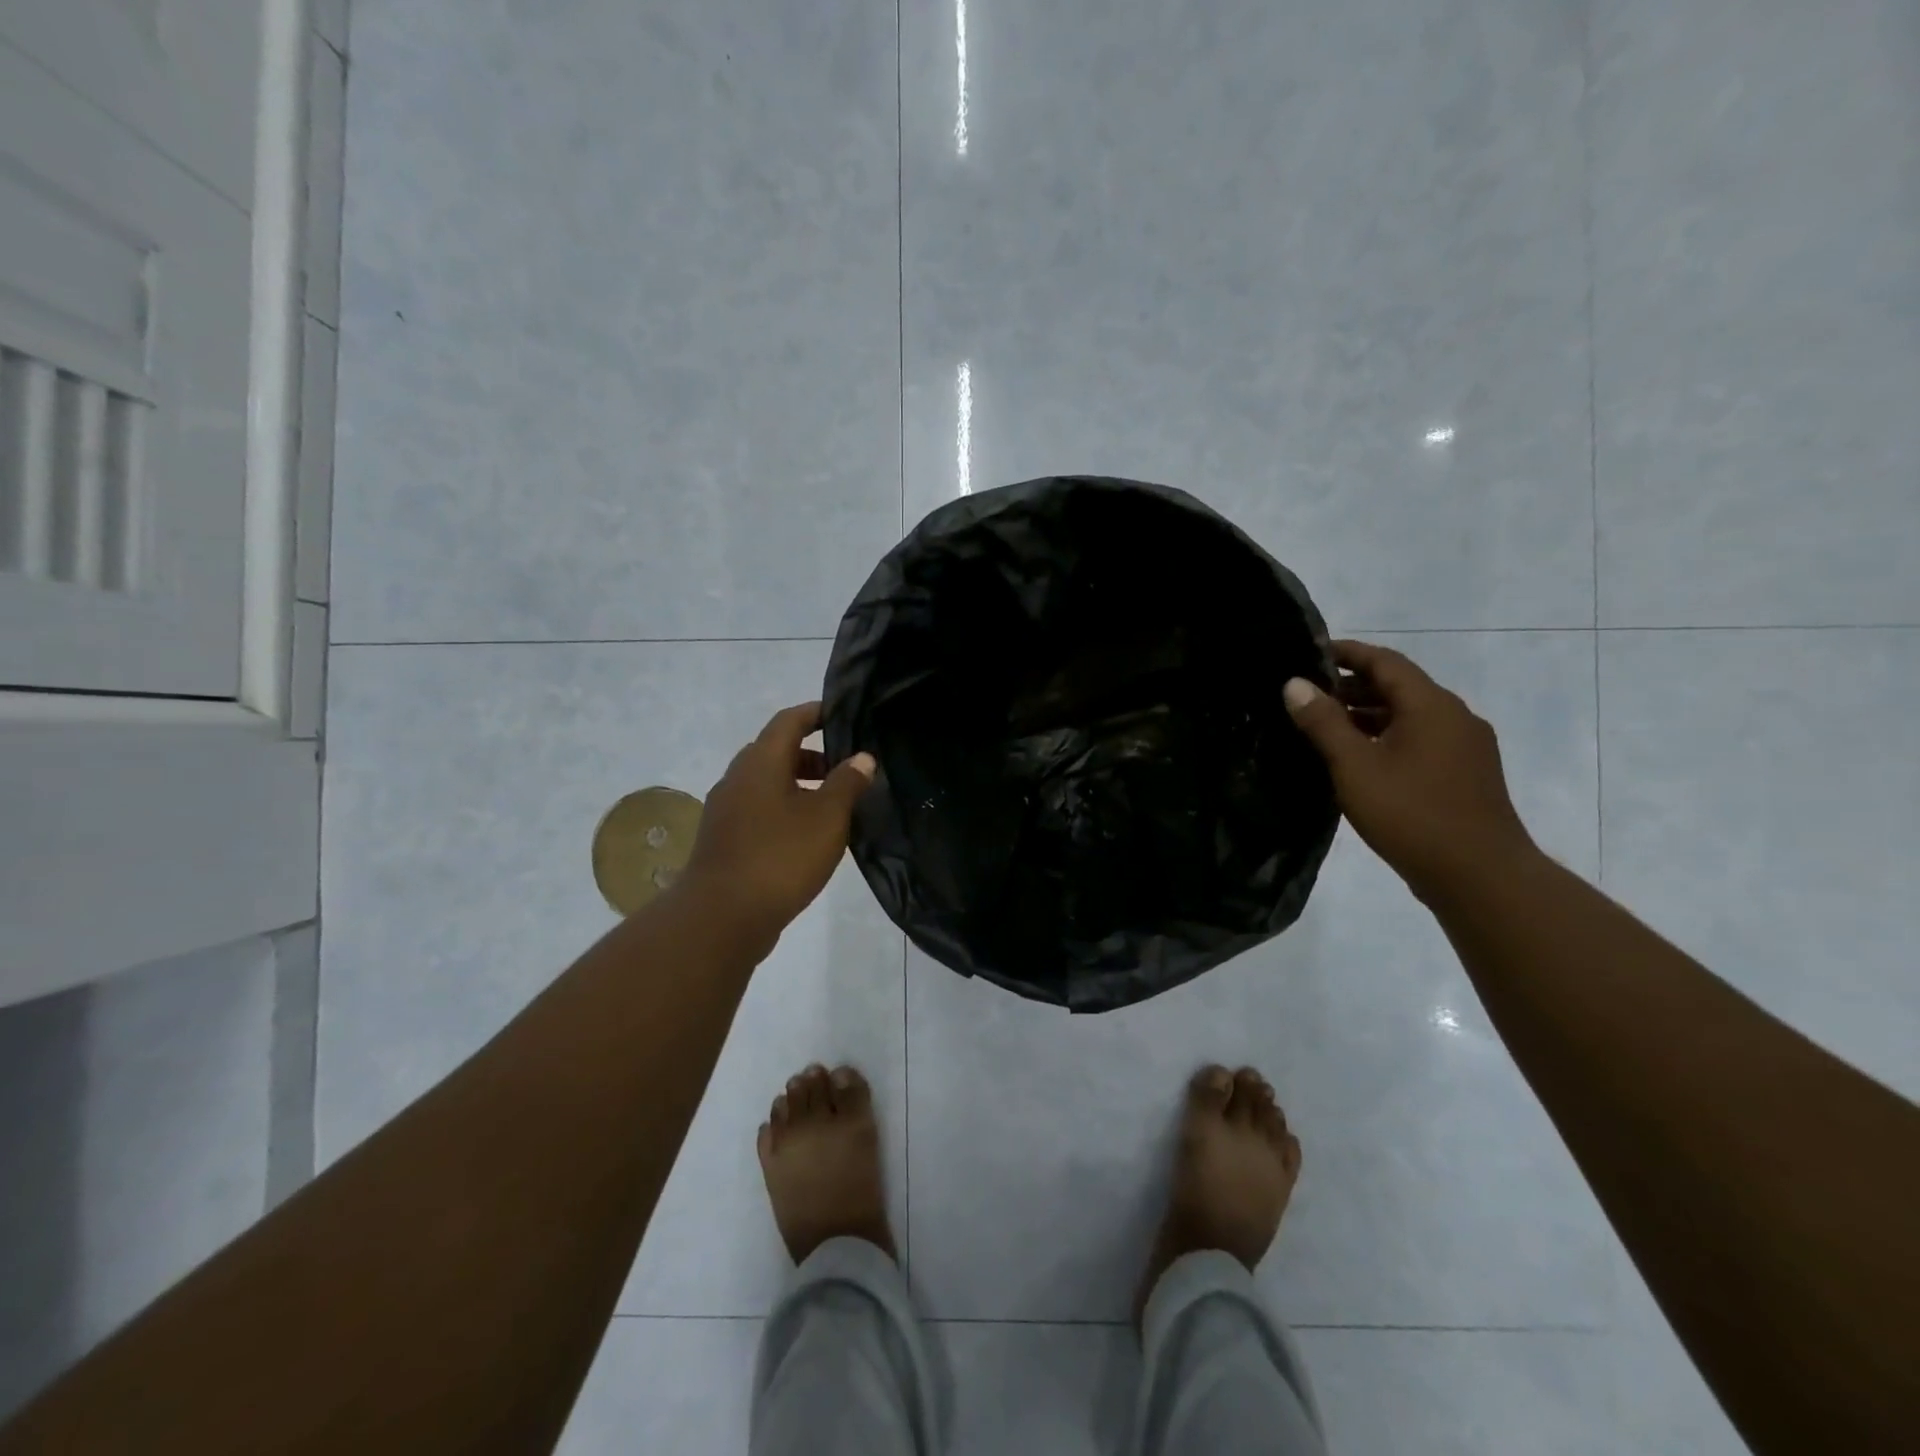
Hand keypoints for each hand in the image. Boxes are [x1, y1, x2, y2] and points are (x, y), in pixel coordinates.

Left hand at [681, 702, 875, 942]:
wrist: (721, 918)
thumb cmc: (780, 857)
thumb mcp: (827, 818)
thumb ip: (847, 783)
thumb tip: (861, 757)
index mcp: (760, 762)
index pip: (789, 720)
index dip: (816, 713)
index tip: (844, 716)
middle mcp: (737, 778)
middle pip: (776, 751)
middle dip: (812, 754)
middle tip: (847, 768)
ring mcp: (726, 810)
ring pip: (767, 783)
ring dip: (799, 785)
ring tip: (834, 806)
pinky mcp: (724, 839)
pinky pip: (759, 809)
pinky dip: (785, 809)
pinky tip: (808, 836)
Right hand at [1283, 640, 1535, 900]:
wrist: (1481, 876)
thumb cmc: (1411, 813)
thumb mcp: (1355, 766)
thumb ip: (1323, 722)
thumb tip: (1295, 684)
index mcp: (1431, 706)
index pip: (1385, 661)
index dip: (1347, 652)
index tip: (1309, 654)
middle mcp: (1454, 717)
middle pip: (1399, 687)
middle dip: (1353, 686)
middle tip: (1308, 694)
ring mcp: (1465, 747)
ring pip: (1409, 716)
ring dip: (1368, 714)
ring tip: (1325, 727)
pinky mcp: (1465, 774)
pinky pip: (1420, 740)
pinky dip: (1386, 737)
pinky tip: (1359, 760)